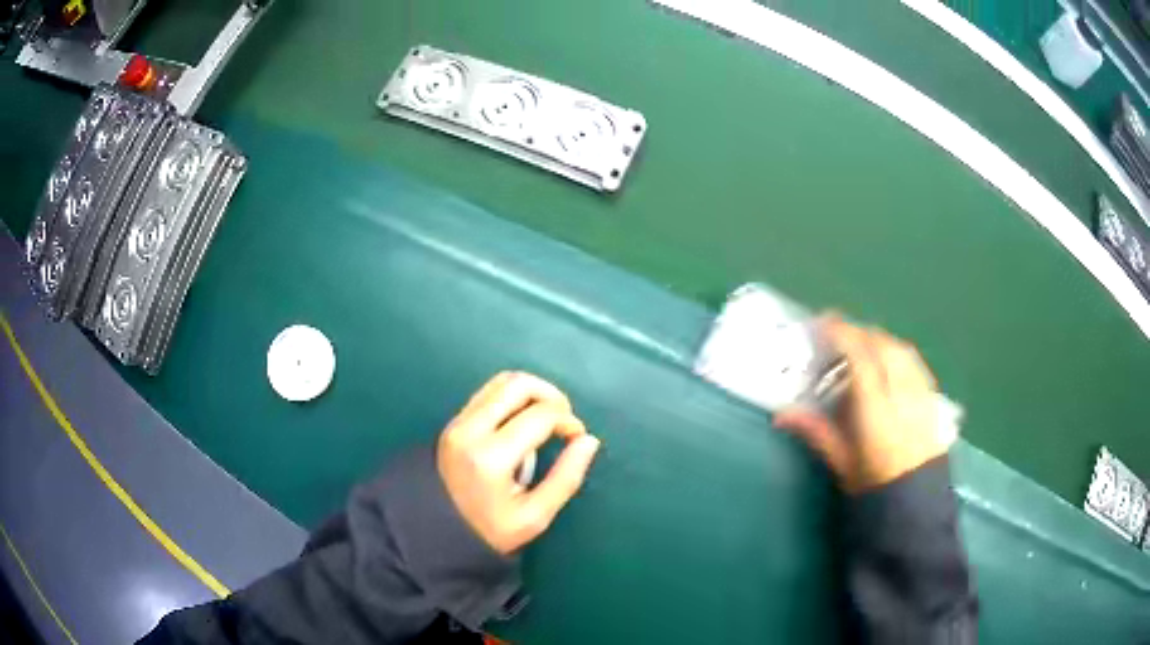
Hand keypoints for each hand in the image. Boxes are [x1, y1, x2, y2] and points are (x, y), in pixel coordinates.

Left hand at [437, 371, 601, 554]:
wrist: (437, 531)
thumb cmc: (489, 530)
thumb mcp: (535, 516)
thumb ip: (566, 478)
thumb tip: (588, 441)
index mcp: (492, 457)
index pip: (541, 415)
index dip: (568, 421)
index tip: (578, 437)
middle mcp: (471, 430)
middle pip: (519, 384)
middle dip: (552, 395)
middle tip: (565, 419)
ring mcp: (458, 422)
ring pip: (501, 382)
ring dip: (533, 392)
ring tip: (548, 417)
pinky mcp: (454, 421)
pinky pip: (488, 393)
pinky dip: (514, 397)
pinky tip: (525, 420)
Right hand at [775, 317, 947, 492]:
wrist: (917, 506)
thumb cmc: (874, 489)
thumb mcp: (843, 464)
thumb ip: (817, 432)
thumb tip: (781, 414)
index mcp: (877, 411)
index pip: (861, 358)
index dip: (842, 333)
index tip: (822, 322)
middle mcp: (903, 395)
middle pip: (883, 346)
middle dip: (859, 332)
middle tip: (837, 333)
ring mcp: (922, 395)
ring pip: (902, 350)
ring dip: (879, 339)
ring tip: (862, 343)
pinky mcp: (933, 400)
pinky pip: (915, 363)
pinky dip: (898, 352)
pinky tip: (890, 361)